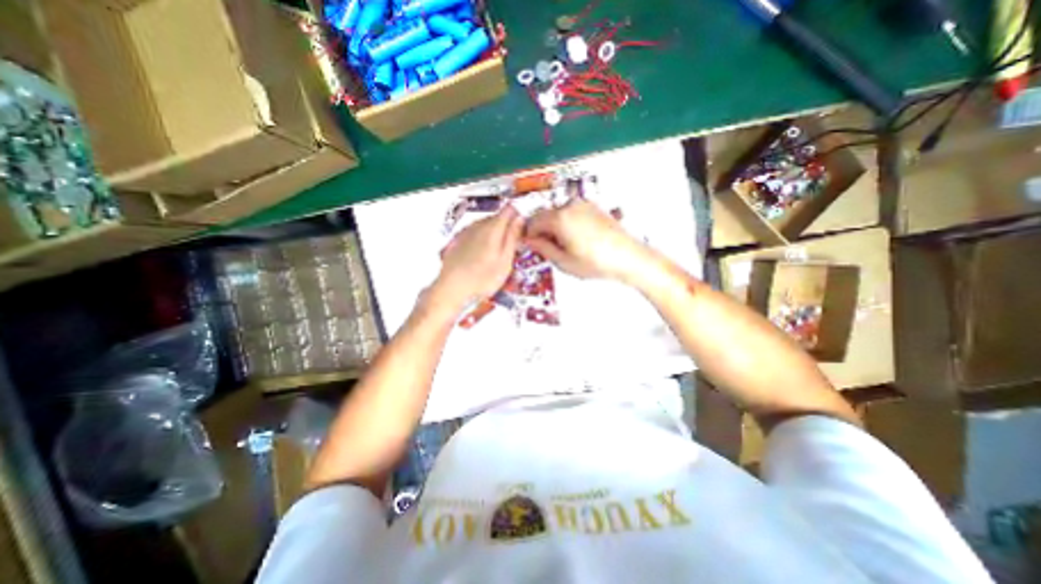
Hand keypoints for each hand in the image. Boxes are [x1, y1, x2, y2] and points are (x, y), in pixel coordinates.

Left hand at [430, 204, 525, 312]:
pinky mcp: (457, 240)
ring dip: (495, 233)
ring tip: (497, 253)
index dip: (518, 216)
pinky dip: (482, 238)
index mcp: (493, 228)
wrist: (451, 289)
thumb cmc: (482, 279)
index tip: (523, 230)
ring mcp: (466, 231)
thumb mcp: (505, 261)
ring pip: (486, 225)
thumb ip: (513, 238)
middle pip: (497, 217)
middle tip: (512, 246)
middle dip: (507, 226)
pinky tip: (482, 255)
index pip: (509, 209)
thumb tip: (520, 218)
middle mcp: (478, 224)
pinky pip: (475, 232)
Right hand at [531, 197, 646, 281]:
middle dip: (540, 230)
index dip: (528, 235)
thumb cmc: (597, 262)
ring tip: (562, 247)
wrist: (628, 257)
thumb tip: (529, 241)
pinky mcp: (593, 208)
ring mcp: (583, 205)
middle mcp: (570, 206)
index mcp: (559, 218)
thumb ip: (542, 248)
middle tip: (544, 248)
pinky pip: (570, 213)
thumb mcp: (563, 261)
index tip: (528, 245)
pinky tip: (573, 240)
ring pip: (557, 213)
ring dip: (553, 227)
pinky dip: (566, 223)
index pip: (533, 222)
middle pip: (544, 215)